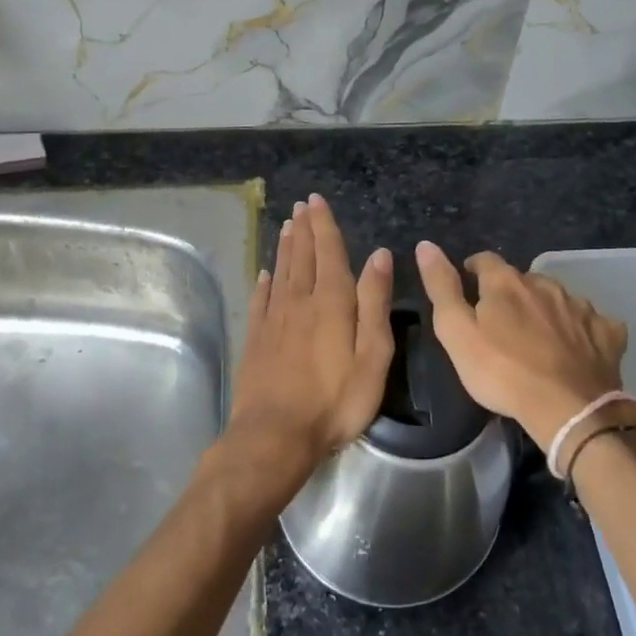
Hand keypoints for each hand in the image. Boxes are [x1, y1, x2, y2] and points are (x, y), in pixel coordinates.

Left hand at [227, 195, 394, 478]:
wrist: (274, 435)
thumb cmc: (334, 400)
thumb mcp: (372, 356)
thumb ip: (374, 303)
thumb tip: (379, 255)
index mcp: (331, 302)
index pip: (328, 252)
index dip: (323, 225)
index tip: (316, 200)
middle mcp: (299, 301)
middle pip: (302, 256)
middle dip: (304, 229)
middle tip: (301, 205)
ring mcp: (274, 319)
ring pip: (281, 272)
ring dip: (286, 247)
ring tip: (288, 226)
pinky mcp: (256, 339)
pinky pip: (260, 299)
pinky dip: (263, 282)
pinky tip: (264, 273)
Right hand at [415, 241, 627, 450]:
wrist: (569, 410)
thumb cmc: (502, 372)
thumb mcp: (457, 332)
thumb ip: (442, 287)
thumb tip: (426, 245)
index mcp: (506, 282)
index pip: (484, 260)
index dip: (474, 270)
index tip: (469, 286)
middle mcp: (544, 284)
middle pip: (522, 279)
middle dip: (511, 293)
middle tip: (502, 322)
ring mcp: (580, 307)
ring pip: (557, 298)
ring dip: (545, 309)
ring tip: (538, 337)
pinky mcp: (607, 332)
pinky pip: (592, 322)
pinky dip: (582, 330)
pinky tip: (578, 348)